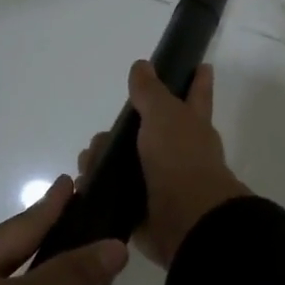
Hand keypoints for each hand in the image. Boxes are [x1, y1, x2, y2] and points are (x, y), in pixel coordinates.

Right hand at [79, 60, 249, 269]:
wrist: (186, 220)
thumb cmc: (180, 159)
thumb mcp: (165, 115)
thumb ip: (150, 91)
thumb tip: (142, 65)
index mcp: (192, 125)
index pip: (197, 94)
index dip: (198, 80)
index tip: (201, 65)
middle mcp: (179, 151)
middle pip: (147, 130)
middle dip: (120, 130)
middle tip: (102, 136)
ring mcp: (160, 181)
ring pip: (124, 161)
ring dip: (101, 159)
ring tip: (88, 163)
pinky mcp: (142, 208)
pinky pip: (113, 193)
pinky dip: (96, 188)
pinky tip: (82, 184)